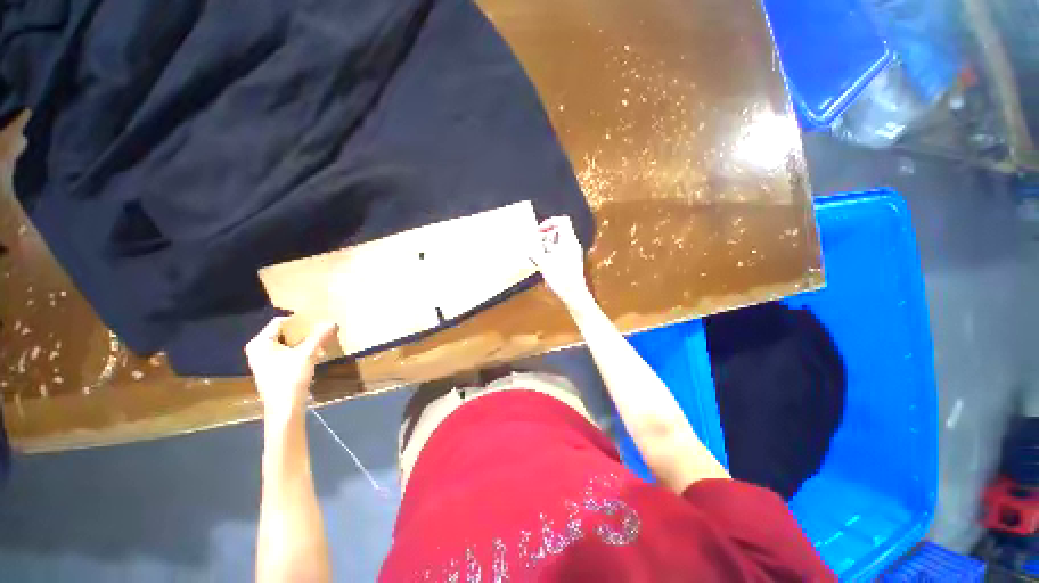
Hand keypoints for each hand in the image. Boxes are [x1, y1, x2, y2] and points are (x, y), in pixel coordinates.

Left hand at [245, 317, 337, 422]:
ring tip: (319, 345)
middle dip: (302, 333)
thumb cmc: (290, 378)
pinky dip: (297, 353)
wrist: (284, 408)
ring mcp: (262, 361)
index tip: (315, 323)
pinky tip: (312, 357)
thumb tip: (333, 322)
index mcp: (260, 343)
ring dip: (302, 343)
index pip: (280, 322)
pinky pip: (283, 354)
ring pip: (284, 344)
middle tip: (319, 333)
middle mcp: (257, 350)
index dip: (299, 321)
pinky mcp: (269, 370)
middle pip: (282, 333)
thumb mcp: (308, 354)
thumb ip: (320, 336)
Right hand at [529, 216, 593, 310]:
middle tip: (535, 245)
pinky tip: (542, 264)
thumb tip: (528, 246)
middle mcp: (573, 245)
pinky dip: (550, 254)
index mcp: (569, 241)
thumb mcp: (544, 263)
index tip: (538, 231)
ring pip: (558, 243)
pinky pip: (560, 252)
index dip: (549, 222)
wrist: (574, 294)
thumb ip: (535, 252)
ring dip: (546, 246)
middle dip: (545, 236)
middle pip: (559, 231)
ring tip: (537, 255)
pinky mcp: (571, 262)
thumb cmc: (561, 278)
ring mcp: (573, 253)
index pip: (562, 221)